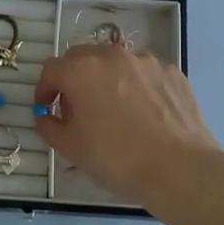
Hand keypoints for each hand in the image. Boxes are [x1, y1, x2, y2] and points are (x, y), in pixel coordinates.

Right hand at [34, 44, 223, 210]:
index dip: (44, 90)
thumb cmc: (117, 159)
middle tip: (77, 110)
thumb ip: (50, 127)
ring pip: (116, 64)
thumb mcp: (71, 149)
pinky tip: (143, 116)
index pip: (51, 70)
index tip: (46, 109)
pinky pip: (144, 75)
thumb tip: (46, 117)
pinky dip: (136, 88)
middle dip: (74, 80)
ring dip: (107, 81)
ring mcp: (146, 61)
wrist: (179, 168)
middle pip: (83, 59)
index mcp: (82, 70)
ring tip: (114, 113)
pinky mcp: (172, 72)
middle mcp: (113, 55)